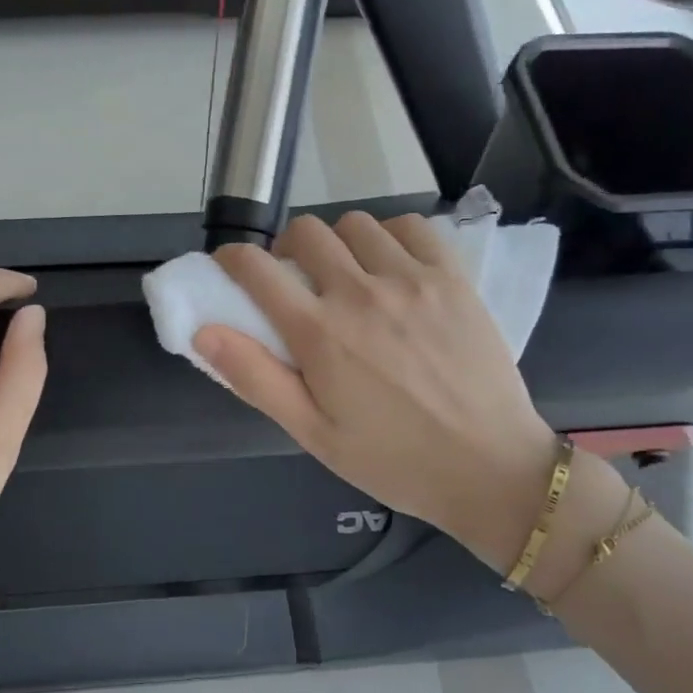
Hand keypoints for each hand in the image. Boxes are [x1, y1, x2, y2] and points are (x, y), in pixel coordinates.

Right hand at [194, 211, 567, 573]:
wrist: (489, 468)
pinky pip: (412, 226)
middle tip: (297, 282)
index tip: (231, 268)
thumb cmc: (392, 460)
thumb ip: (255, 379)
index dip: (232, 260)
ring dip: (338, 243)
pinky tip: (393, 267)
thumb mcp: (312, 434)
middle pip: (306, 232)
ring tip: (348, 276)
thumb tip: (203, 331)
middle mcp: (361, 293)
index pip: (256, 269)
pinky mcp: (453, 278)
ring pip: (356, 224)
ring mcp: (412, 279)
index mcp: (320, 334)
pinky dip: (391, 236)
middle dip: (287, 250)